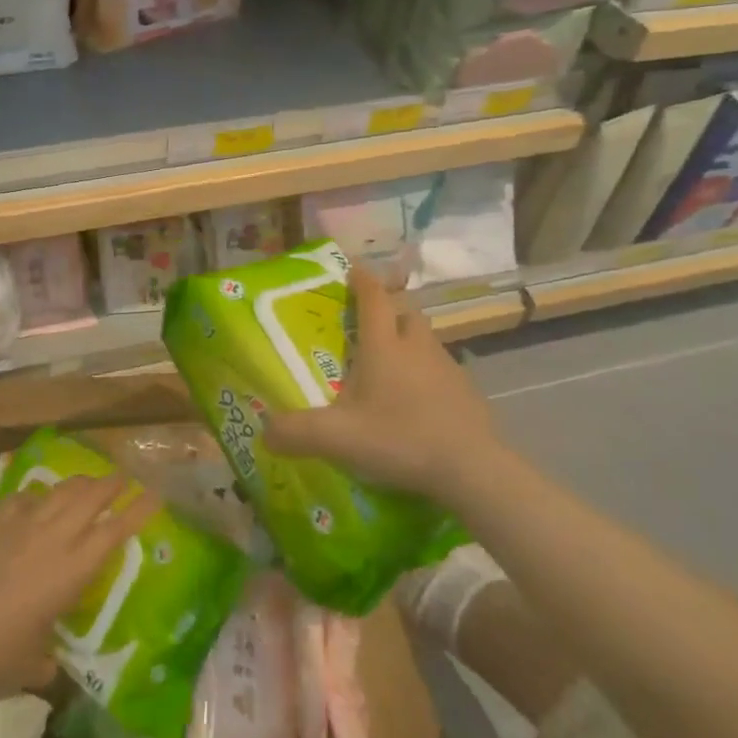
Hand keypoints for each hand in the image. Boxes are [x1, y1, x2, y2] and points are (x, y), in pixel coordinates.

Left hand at [0, 474, 157, 707]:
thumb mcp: (30, 664)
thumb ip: (45, 659)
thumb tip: (46, 665)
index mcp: (72, 570)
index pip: (115, 531)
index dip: (138, 510)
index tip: (154, 494)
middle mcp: (52, 538)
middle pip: (90, 497)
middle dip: (111, 484)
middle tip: (122, 477)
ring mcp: (19, 526)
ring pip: (58, 491)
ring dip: (78, 484)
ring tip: (86, 482)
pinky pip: (20, 498)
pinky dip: (34, 497)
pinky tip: (33, 501)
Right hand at [263, 265, 507, 509]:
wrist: (472, 468)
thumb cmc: (400, 439)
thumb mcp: (338, 439)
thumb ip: (296, 433)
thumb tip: (264, 432)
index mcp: (384, 346)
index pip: (373, 298)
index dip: (362, 280)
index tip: (353, 269)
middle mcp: (416, 347)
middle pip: (404, 313)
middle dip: (387, 311)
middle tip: (367, 325)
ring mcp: (447, 367)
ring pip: (424, 340)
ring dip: (407, 342)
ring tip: (389, 365)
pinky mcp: (466, 392)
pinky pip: (440, 369)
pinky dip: (425, 373)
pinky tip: (415, 401)